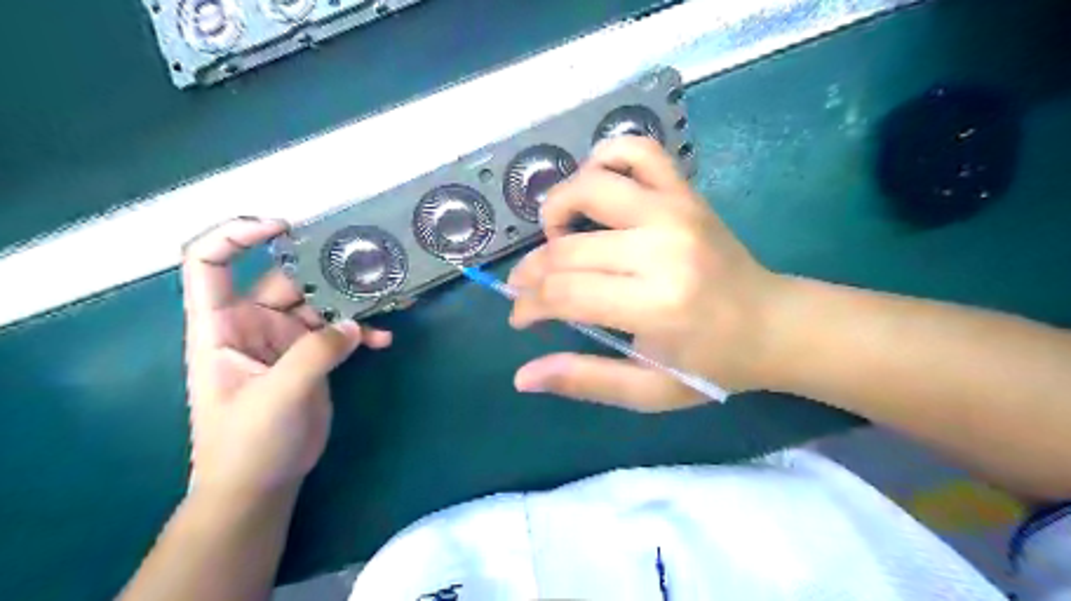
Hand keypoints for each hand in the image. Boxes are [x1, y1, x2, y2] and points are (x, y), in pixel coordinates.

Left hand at [183, 218, 391, 500]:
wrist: (262, 484)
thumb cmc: (247, 443)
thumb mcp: (277, 396)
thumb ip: (315, 354)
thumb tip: (354, 324)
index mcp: (221, 325)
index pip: (210, 263)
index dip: (237, 235)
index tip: (282, 227)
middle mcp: (253, 324)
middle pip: (287, 280)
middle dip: (326, 272)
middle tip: (369, 267)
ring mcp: (286, 340)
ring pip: (322, 303)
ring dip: (353, 302)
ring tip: (389, 299)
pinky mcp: (313, 356)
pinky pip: (340, 331)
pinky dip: (363, 331)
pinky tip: (384, 340)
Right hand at [508, 136, 789, 409]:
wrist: (773, 324)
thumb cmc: (712, 364)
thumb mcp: (649, 390)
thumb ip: (584, 380)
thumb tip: (522, 377)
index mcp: (654, 304)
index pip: (564, 293)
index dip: (529, 305)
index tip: (520, 316)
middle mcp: (661, 248)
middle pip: (567, 247)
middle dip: (531, 271)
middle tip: (526, 289)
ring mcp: (675, 210)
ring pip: (591, 185)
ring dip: (556, 207)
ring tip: (556, 236)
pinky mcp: (686, 193)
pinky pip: (637, 151)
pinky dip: (604, 159)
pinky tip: (595, 189)